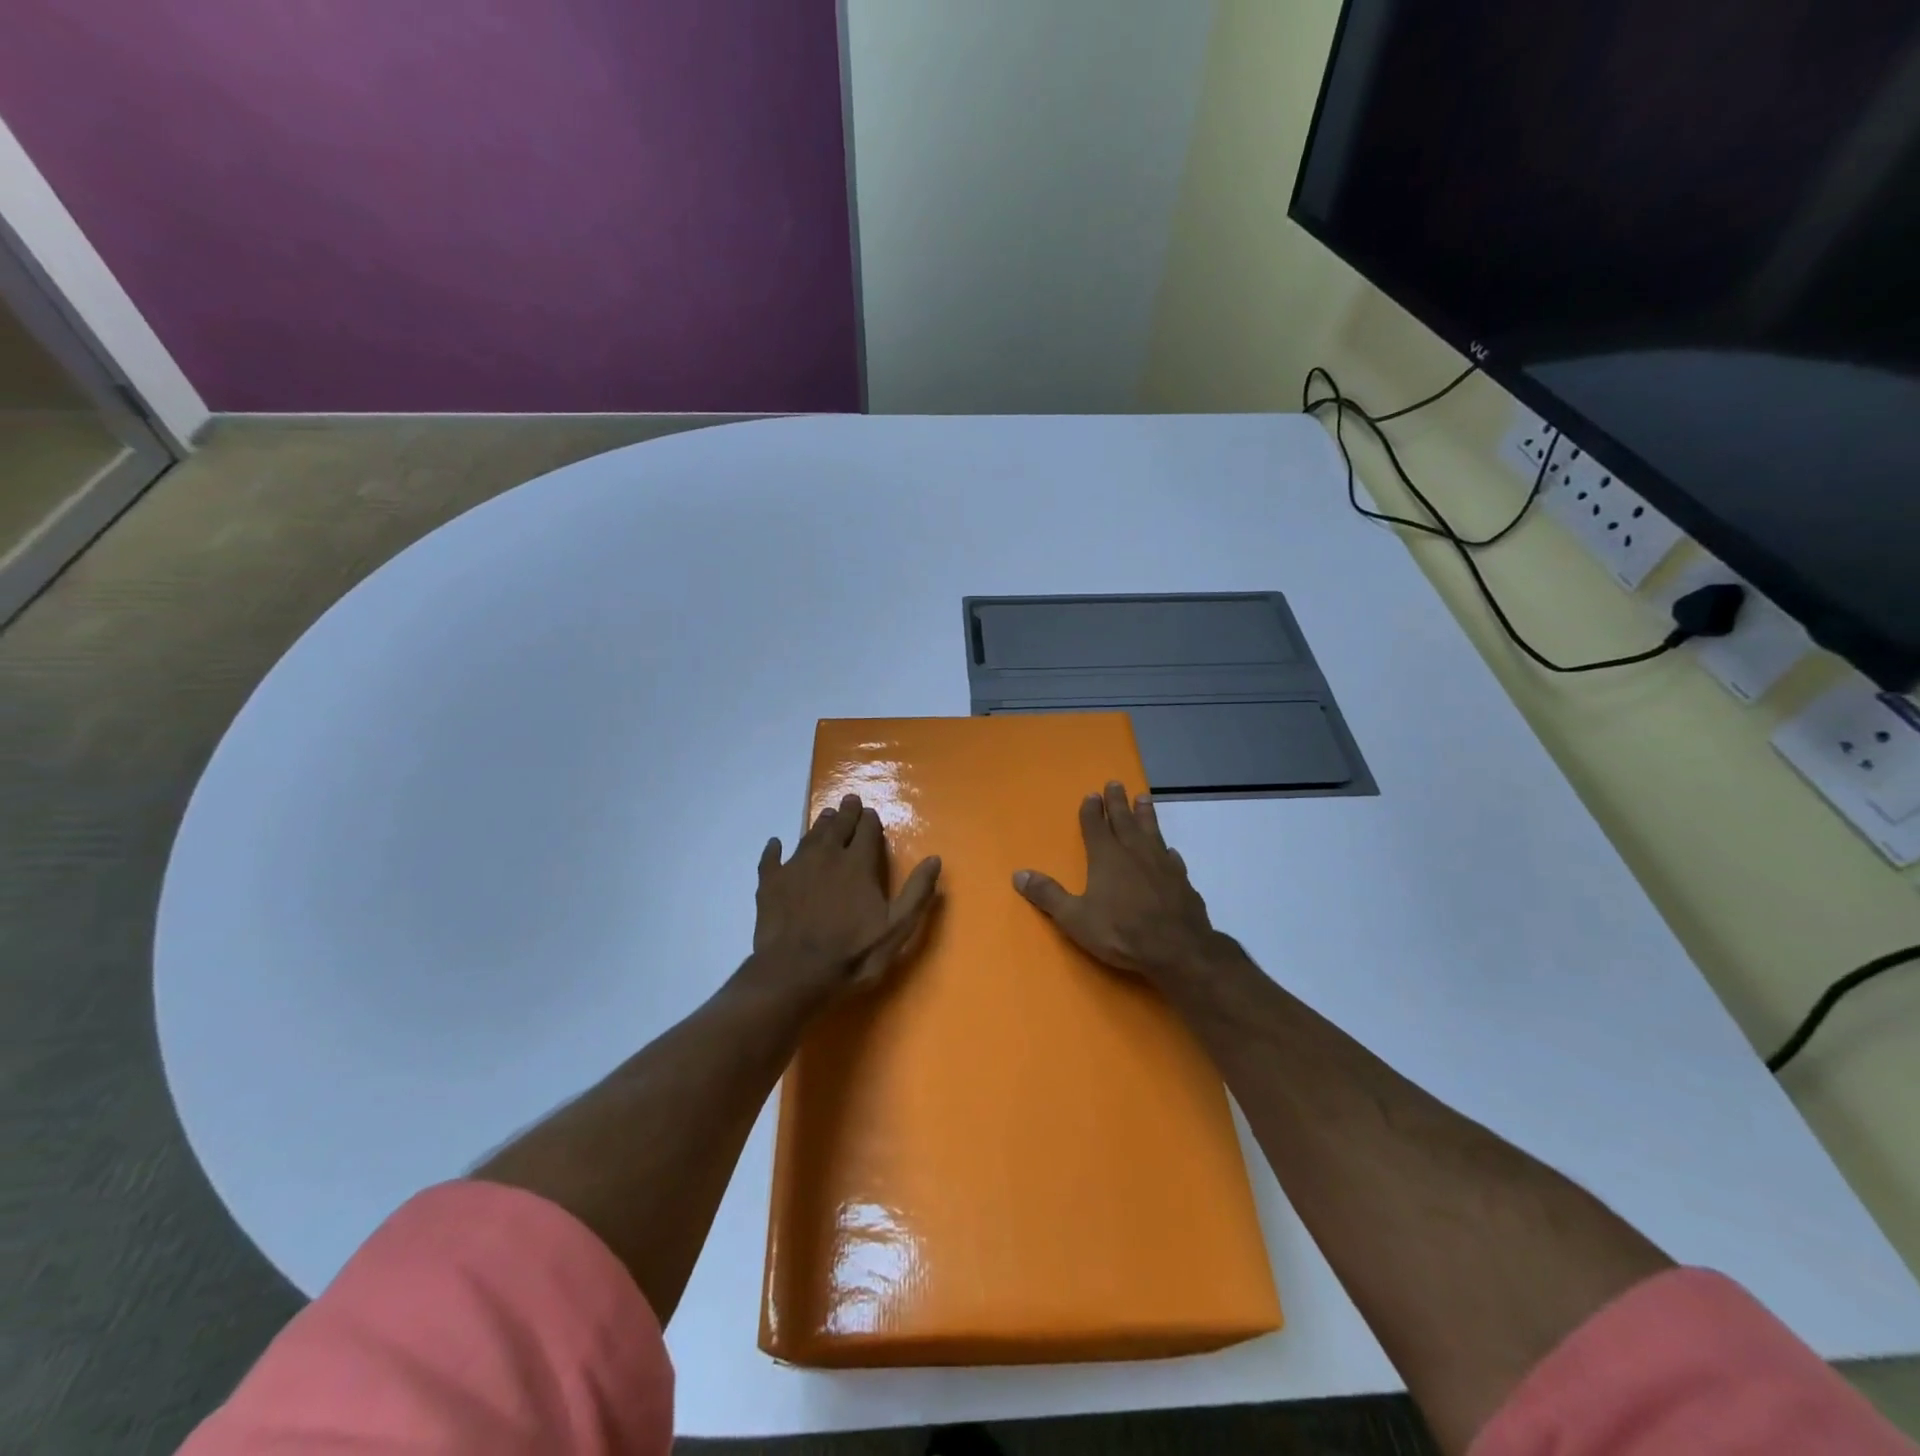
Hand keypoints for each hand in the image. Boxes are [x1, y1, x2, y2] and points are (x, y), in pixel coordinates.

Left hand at [748, 793, 940, 1006]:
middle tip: (850, 800)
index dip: (870, 820)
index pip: (867, 831)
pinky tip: (775, 844)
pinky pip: (772, 858)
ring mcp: (795, 867)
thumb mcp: (897, 928)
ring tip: (827, 816)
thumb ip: (916, 892)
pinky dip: (775, 849)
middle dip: (847, 812)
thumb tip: (935, 859)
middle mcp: (827, 856)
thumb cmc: (852, 953)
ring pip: (810, 836)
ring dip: (821, 824)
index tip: (871, 814)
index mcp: (858, 864)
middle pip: (838, 826)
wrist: (794, 973)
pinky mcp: (770, 883)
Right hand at [1013, 781, 1229, 987]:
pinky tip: (1170, 850)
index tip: (1092, 794)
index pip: (1096, 826)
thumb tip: (1018, 874)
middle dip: (1118, 802)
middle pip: (1124, 820)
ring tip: (1144, 798)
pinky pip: (1172, 858)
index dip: (1092, 810)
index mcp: (1106, 857)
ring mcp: (1161, 864)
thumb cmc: (1120, 932)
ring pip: (1151, 831)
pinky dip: (1167, 851)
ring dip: (1145, 814)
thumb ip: (1048, 895)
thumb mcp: (1075, 918)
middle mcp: (1134, 852)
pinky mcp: (1182, 880)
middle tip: (1116, 783)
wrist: (1177, 949)